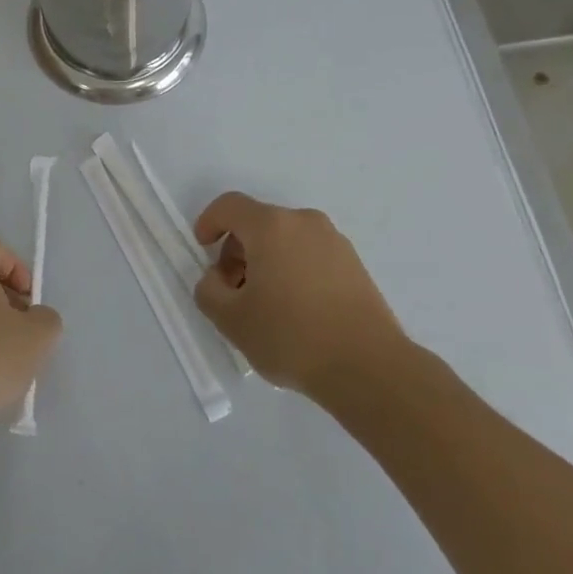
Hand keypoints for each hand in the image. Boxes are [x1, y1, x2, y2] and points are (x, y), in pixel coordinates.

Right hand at [193, 193, 409, 395]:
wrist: (369, 368)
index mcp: (271, 226)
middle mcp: (304, 222)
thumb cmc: (292, 337)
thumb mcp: (231, 320)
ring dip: (266, 261)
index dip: (209, 222)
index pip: (229, 205)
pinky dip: (294, 270)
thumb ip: (208, 291)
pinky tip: (297, 311)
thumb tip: (217, 279)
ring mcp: (334, 241)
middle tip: (234, 291)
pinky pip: (310, 254)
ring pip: (286, 239)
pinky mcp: (354, 264)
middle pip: (258, 223)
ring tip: (266, 306)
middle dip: (237, 251)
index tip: (203, 249)